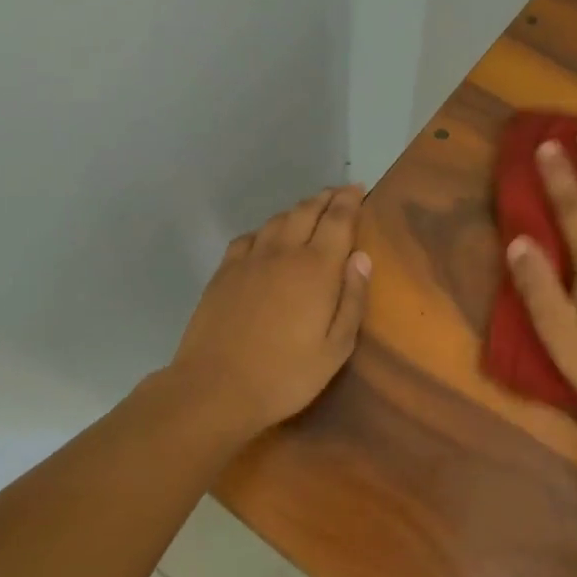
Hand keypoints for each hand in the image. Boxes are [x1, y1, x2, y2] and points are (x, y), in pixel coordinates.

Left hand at [168, 184, 372, 434]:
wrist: (215, 388)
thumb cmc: (286, 375)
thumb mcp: (336, 348)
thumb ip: (352, 299)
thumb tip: (361, 257)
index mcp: (316, 268)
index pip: (338, 220)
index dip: (350, 201)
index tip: (359, 188)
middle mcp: (283, 252)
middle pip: (307, 211)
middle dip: (326, 198)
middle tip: (340, 193)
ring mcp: (249, 260)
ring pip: (278, 220)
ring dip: (298, 210)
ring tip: (310, 211)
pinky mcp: (224, 272)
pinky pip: (249, 238)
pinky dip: (266, 230)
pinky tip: (268, 239)